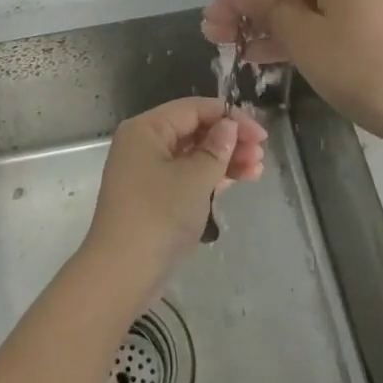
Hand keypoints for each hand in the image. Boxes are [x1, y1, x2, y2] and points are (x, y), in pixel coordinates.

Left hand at [82, 97, 266, 296]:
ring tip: (257, 168)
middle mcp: (143, 143)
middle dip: (228, 139)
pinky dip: (210, 177)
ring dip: (224, 159)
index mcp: (146, 129)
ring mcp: (146, 172)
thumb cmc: (158, 216)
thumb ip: (216, 149)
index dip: (228, 116)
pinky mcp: (153, 197)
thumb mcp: (194, 179)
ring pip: (192, 155)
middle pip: (193, 130)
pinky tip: (238, 180)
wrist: (122, 273)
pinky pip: (186, 176)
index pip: (193, 109)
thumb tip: (228, 126)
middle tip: (261, 152)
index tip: (260, 132)